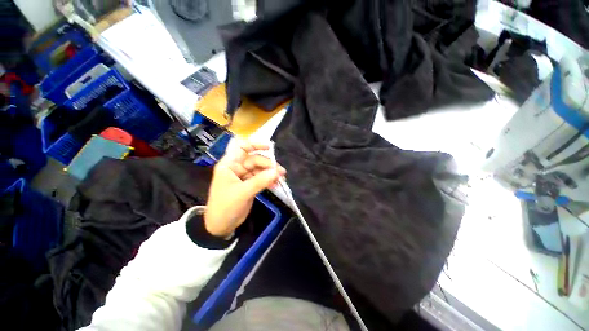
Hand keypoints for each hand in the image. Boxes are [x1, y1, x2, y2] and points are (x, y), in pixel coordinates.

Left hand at [205, 139, 285, 237]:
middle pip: (255, 160)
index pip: (241, 147)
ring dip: (270, 173)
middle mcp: (237, 168)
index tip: (269, 148)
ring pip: (260, 169)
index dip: (254, 144)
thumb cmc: (225, 206)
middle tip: (280, 172)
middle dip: (268, 164)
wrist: (221, 226)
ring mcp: (244, 176)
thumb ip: (260, 181)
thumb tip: (276, 172)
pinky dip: (269, 180)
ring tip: (281, 178)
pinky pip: (261, 178)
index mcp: (229, 164)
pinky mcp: (250, 185)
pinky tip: (276, 184)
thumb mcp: (242, 193)